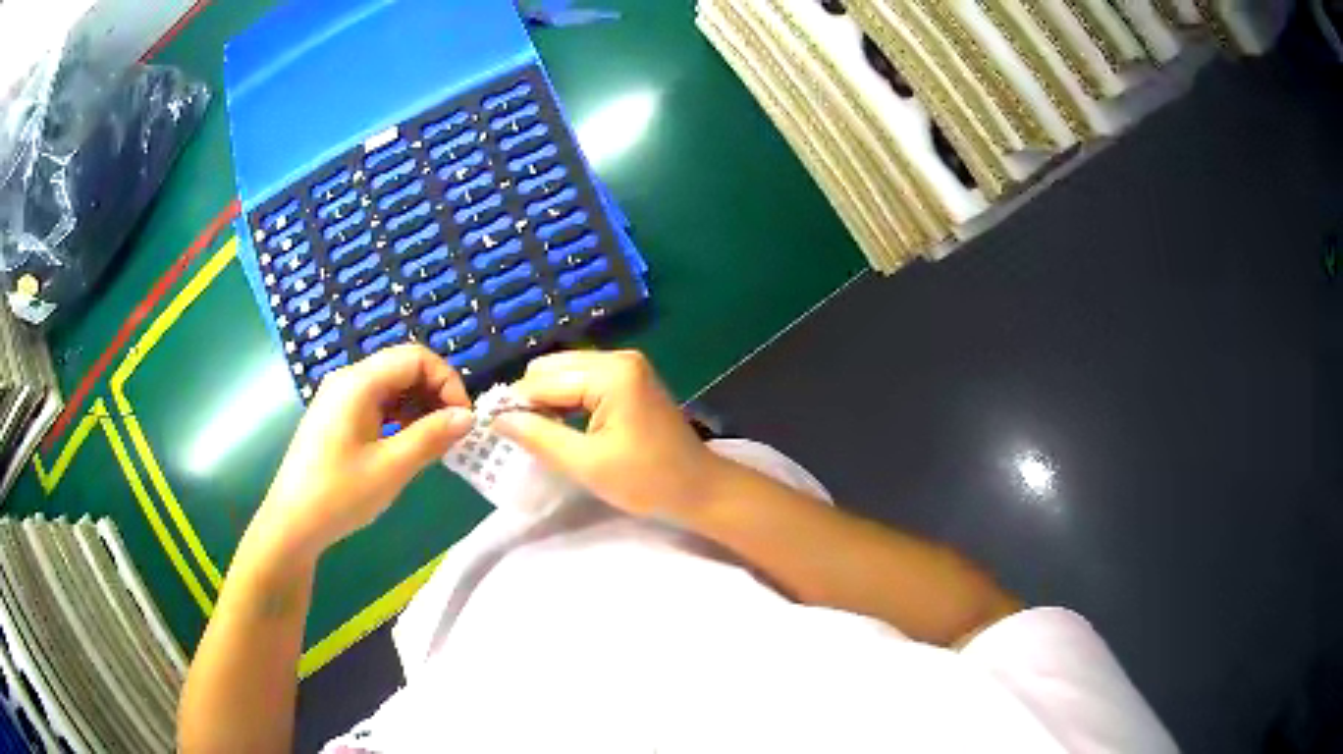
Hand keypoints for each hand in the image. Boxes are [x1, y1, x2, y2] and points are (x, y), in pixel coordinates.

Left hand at [255, 344, 473, 558]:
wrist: (292, 523)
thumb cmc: (339, 494)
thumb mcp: (391, 468)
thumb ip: (431, 437)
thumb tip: (468, 417)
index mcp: (359, 382)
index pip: (415, 357)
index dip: (446, 380)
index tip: (463, 418)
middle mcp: (348, 380)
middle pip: (403, 368)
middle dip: (435, 393)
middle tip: (453, 432)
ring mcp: (340, 398)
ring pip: (391, 387)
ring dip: (419, 406)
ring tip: (436, 442)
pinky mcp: (337, 418)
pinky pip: (377, 404)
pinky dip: (400, 417)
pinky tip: (410, 444)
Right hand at [493, 350, 725, 516]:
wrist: (700, 489)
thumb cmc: (647, 480)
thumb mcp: (586, 464)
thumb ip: (538, 436)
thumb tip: (497, 418)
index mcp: (610, 373)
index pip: (542, 380)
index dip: (516, 406)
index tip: (498, 434)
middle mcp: (618, 357)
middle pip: (551, 368)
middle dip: (533, 400)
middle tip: (527, 438)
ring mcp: (627, 365)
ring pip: (565, 372)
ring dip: (549, 400)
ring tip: (546, 435)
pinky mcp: (630, 377)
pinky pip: (583, 379)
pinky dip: (568, 400)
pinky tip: (567, 427)